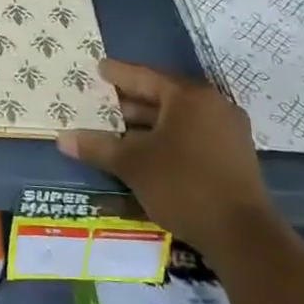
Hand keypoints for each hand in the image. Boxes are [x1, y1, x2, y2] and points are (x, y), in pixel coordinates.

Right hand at [57, 59, 272, 261]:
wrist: (242, 235)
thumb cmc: (183, 185)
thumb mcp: (133, 164)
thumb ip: (98, 146)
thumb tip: (62, 138)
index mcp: (189, 97)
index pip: (145, 77)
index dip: (118, 74)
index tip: (98, 68)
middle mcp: (212, 105)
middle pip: (164, 95)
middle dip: (131, 100)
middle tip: (102, 100)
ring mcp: (228, 130)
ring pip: (179, 117)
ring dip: (148, 122)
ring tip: (118, 128)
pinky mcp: (233, 155)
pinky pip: (192, 133)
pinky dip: (167, 136)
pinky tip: (146, 150)